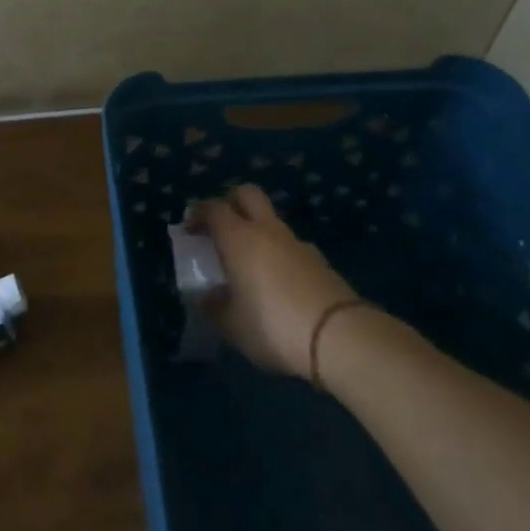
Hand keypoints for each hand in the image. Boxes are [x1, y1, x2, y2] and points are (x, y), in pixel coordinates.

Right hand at [193, 184, 357, 378]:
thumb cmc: (272, 324)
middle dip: (231, 201)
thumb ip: (215, 307)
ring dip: (257, 231)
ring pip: (272, 221)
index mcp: (239, 238)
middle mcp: (267, 231)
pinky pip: (291, 246)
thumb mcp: (232, 325)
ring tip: (248, 263)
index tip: (190, 229)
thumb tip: (208, 297)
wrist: (339, 336)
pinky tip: (277, 283)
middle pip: (247, 194)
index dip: (199, 213)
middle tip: (220, 225)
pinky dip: (279, 254)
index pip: (214, 208)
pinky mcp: (320, 261)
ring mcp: (297, 243)